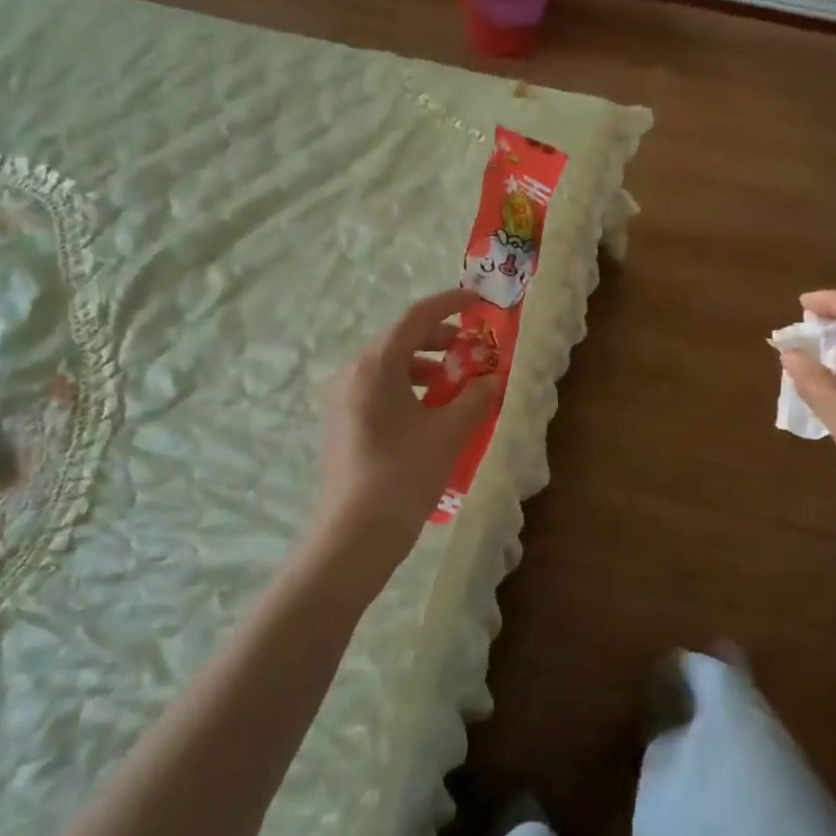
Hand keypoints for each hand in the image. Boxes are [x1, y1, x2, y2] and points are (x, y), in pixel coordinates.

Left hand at [316, 289, 499, 554]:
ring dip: (425, 367)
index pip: (415, 318)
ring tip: (456, 386)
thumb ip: (476, 398)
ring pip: (388, 367)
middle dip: (440, 339)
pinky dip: (408, 388)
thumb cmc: (404, 473)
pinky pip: (378, 390)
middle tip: (472, 350)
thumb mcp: (449, 432)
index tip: (477, 301)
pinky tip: (431, 413)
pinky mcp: (341, 424)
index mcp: (375, 365)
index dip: (449, 304)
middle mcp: (352, 373)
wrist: (354, 535)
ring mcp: (341, 400)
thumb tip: (494, 380)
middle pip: (399, 340)